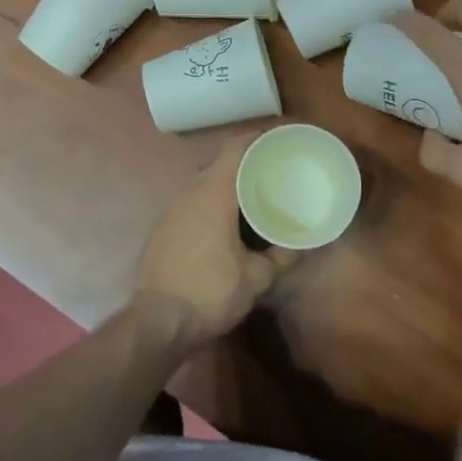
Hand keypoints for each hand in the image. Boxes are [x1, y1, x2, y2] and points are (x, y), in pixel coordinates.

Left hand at [132, 134, 297, 348]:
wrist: (156, 322)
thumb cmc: (209, 292)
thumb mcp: (255, 279)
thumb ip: (281, 258)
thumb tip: (305, 246)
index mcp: (213, 193)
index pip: (235, 148)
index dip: (258, 138)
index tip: (280, 141)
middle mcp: (189, 192)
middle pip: (220, 162)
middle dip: (246, 162)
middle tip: (273, 170)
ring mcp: (171, 209)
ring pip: (204, 182)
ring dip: (227, 183)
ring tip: (254, 194)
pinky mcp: (163, 227)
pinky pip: (192, 201)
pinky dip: (212, 201)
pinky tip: (227, 221)